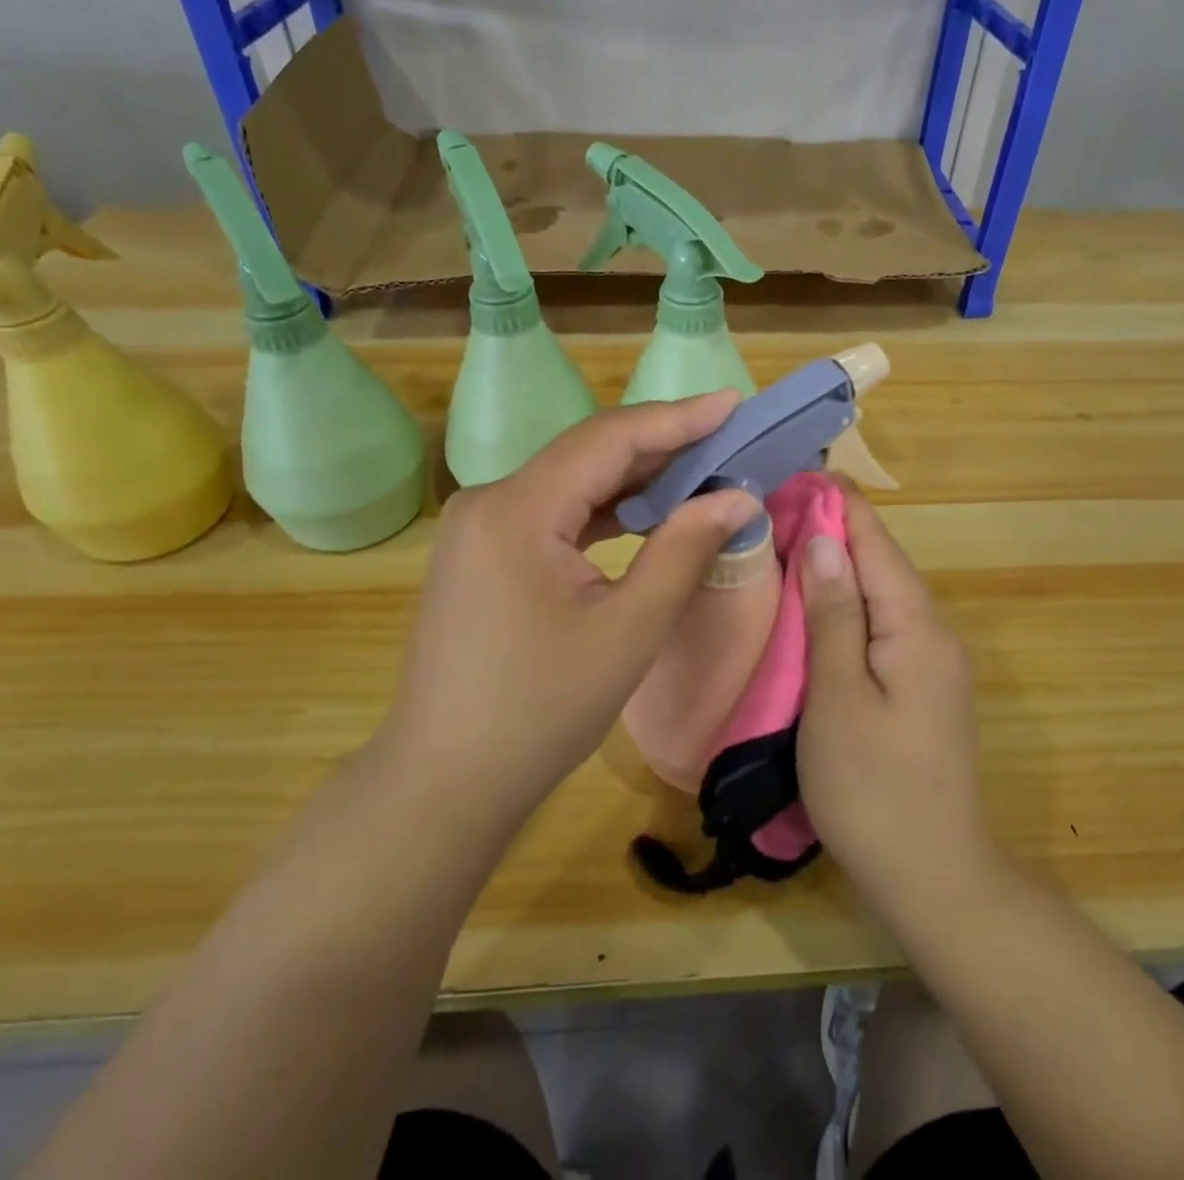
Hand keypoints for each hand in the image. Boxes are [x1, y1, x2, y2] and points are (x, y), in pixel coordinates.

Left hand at [378, 394, 760, 824]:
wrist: (444, 780)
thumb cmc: (540, 710)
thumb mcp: (628, 630)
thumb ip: (684, 550)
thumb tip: (739, 498)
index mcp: (517, 509)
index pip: (609, 439)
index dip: (677, 418)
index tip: (733, 403)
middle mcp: (490, 501)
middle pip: (587, 453)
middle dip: (661, 444)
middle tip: (728, 437)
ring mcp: (480, 527)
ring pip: (571, 481)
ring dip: (635, 477)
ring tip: (700, 470)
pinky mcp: (483, 553)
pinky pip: (553, 512)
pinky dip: (603, 509)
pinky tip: (644, 514)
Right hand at [797, 484, 990, 914]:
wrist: (935, 877)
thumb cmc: (873, 787)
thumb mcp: (838, 697)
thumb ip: (833, 615)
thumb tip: (822, 541)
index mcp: (917, 626)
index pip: (877, 544)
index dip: (839, 505)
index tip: (797, 473)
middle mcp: (934, 633)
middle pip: (883, 564)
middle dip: (835, 530)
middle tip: (776, 508)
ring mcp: (934, 663)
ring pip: (883, 594)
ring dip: (840, 566)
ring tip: (787, 543)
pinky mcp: (924, 688)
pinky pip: (884, 625)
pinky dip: (850, 604)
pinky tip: (818, 606)